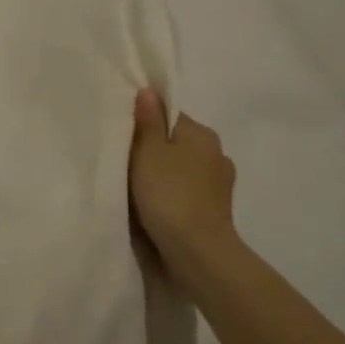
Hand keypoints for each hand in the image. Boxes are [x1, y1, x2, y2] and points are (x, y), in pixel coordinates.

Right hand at [129, 89, 240, 290]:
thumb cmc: (169, 194)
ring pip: (183, 169)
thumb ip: (147, 121)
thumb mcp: (148, 152)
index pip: (169, 116)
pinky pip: (189, 193)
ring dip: (166, 176)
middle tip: (126, 164)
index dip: (145, 124)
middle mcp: (217, 153)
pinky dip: (174, 196)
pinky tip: (157, 208)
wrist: (198, 252)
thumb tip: (148, 91)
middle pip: (177, 143)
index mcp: (202, 133)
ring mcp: (220, 185)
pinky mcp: (217, 211)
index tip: (124, 139)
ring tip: (139, 190)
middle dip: (155, 151)